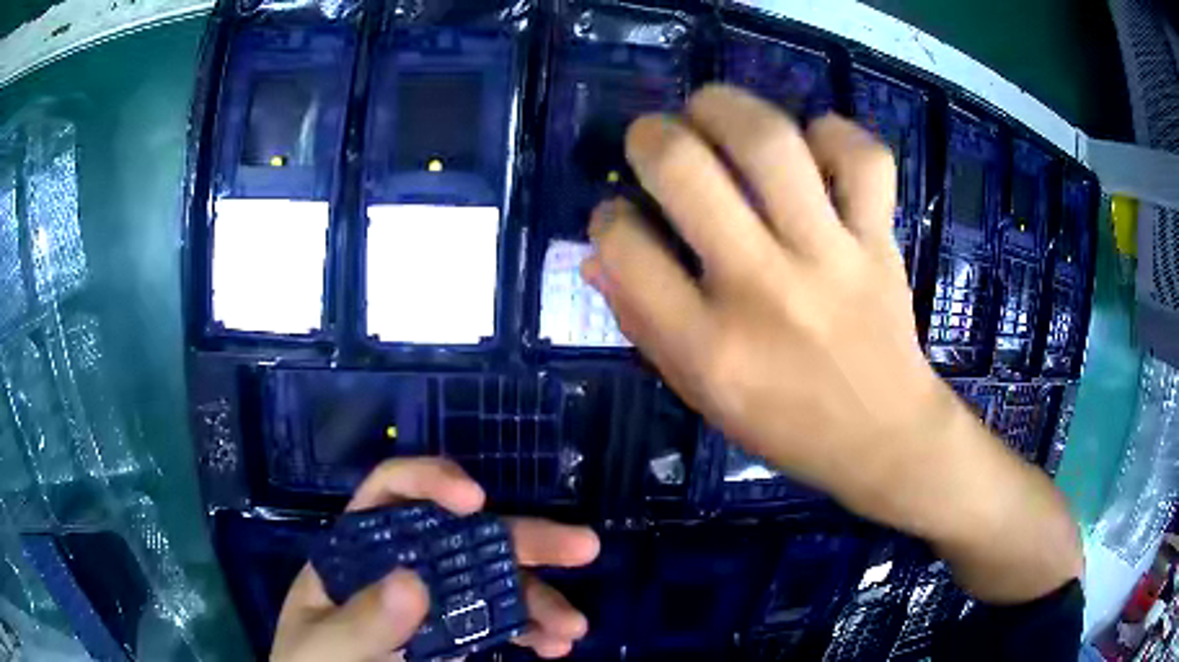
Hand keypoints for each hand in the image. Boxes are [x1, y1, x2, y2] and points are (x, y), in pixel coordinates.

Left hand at [272, 458, 599, 661]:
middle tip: (582, 548)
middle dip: (522, 538)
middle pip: (463, 535)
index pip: (391, 493)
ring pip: (494, 582)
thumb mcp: (324, 648)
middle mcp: (400, 567)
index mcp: (356, 554)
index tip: (475, 500)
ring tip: (572, 627)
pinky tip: (556, 645)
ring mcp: (432, 604)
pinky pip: (501, 623)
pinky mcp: (455, 637)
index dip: (432, 482)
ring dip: (540, 598)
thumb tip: (413, 580)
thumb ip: (359, 622)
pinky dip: (533, 631)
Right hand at [582, 85, 941, 517]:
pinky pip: (861, 158)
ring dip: (724, 107)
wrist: (884, 437)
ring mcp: (830, 258)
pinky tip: (811, 145)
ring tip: (711, 110)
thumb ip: (643, 324)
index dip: (607, 219)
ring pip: (769, 142)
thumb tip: (597, 254)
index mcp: (708, 346)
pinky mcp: (879, 242)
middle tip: (653, 138)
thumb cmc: (785, 426)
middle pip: (685, 170)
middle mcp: (764, 289)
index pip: (624, 249)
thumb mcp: (700, 394)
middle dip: (650, 137)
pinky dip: (833, 133)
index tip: (619, 216)